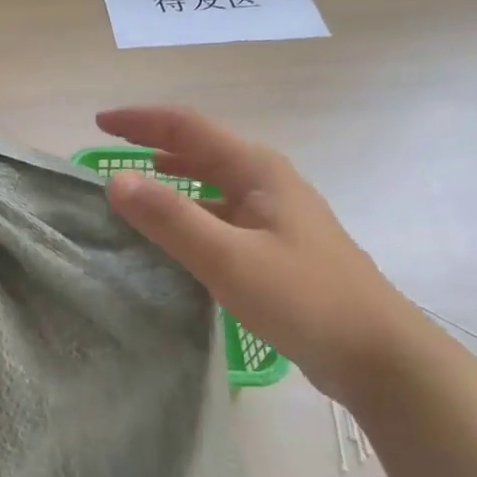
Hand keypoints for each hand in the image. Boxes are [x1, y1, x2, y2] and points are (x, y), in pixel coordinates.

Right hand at [97, 105, 439, 403]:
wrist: (378, 354)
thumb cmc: (304, 299)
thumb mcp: (228, 259)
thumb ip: (170, 218)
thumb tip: (114, 180)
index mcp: (256, 169)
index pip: (187, 127)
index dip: (140, 122)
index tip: (98, 125)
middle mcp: (266, 181)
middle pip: (200, 149)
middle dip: (152, 145)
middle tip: (107, 155)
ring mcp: (274, 215)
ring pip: (211, 183)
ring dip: (171, 179)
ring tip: (132, 189)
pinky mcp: (276, 246)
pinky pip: (220, 215)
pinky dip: (189, 213)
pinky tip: (173, 236)